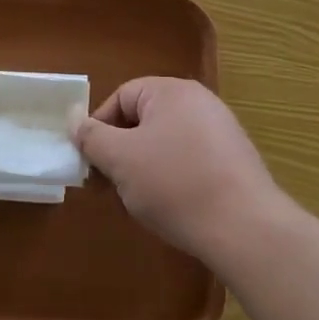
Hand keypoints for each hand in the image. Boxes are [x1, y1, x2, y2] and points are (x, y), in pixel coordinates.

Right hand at [72, 78, 286, 262]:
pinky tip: (171, 209)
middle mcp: (199, 102)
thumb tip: (73, 119)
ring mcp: (221, 131)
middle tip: (109, 187)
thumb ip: (91, 137)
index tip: (91, 163)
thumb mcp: (120, 159)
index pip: (121, 97)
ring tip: (138, 202)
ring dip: (143, 169)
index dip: (99, 128)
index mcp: (171, 91)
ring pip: (165, 143)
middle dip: (120, 152)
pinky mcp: (234, 161)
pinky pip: (190, 161)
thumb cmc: (174, 184)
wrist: (245, 228)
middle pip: (144, 120)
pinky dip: (172, 179)